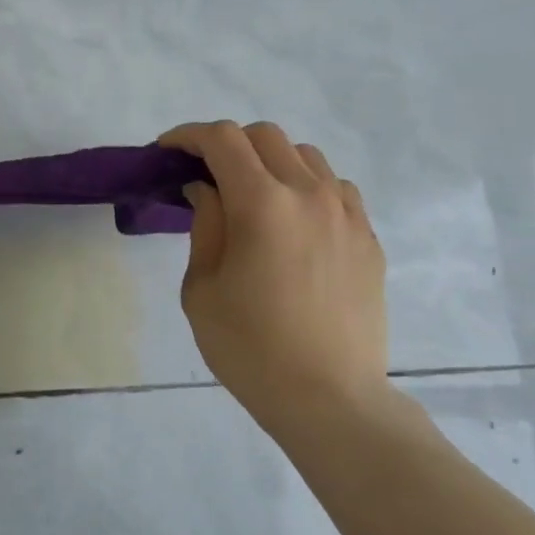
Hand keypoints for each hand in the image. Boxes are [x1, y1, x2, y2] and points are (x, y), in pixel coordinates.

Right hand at [160, 120, 388, 433]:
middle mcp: (309, 194)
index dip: (188, 136)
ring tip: (250, 195)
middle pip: (265, 136)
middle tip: (203, 174)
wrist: (328, 398)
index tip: (167, 151)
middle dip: (226, 144)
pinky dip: (304, 186)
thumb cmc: (250, 348)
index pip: (223, 140)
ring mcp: (346, 213)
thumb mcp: (202, 288)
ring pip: (304, 155)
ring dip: (268, 161)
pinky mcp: (367, 236)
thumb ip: (205, 225)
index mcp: (262, 204)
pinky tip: (291, 220)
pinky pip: (334, 187)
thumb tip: (208, 190)